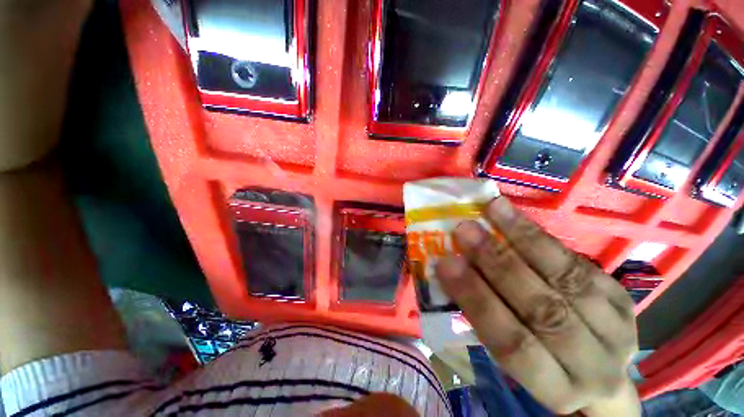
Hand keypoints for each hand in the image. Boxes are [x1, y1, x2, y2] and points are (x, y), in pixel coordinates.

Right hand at [436, 197, 639, 415]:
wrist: (597, 370)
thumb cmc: (539, 361)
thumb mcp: (509, 356)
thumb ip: (485, 317)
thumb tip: (453, 270)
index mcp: (555, 389)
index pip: (511, 344)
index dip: (476, 300)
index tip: (446, 264)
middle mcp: (593, 365)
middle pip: (543, 310)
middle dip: (497, 263)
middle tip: (465, 230)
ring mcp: (617, 329)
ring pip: (568, 280)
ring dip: (523, 240)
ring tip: (493, 211)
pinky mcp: (623, 299)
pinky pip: (580, 262)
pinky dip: (542, 237)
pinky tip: (516, 217)